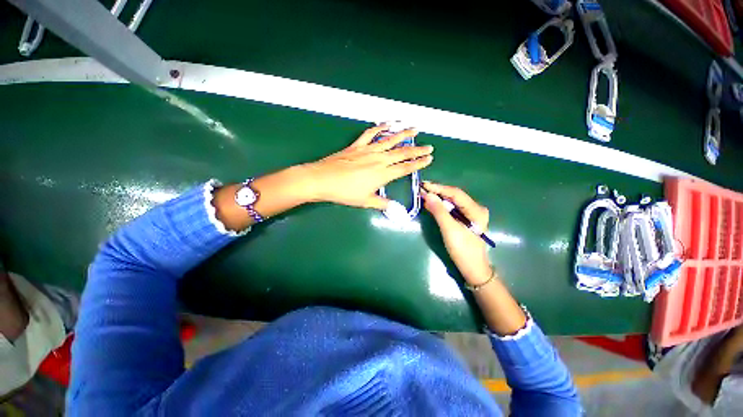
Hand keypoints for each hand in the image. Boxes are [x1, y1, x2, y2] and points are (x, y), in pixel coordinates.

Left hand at [303, 125, 433, 208]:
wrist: (323, 180)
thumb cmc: (345, 193)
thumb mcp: (365, 201)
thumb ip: (382, 204)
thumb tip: (396, 210)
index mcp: (383, 174)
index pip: (405, 168)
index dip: (418, 163)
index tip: (429, 159)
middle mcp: (379, 159)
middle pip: (402, 153)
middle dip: (417, 150)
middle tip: (429, 146)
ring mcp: (368, 150)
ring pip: (390, 140)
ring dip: (403, 134)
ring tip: (414, 129)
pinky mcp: (357, 145)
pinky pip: (370, 134)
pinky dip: (379, 127)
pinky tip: (387, 124)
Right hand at [421, 181, 491, 283]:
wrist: (472, 268)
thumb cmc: (462, 249)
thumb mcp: (449, 229)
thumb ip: (439, 211)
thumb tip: (427, 195)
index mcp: (476, 209)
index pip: (456, 193)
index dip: (439, 188)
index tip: (424, 185)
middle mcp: (475, 208)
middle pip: (454, 196)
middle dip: (438, 192)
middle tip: (422, 189)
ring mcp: (471, 214)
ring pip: (452, 202)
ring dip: (438, 199)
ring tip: (424, 195)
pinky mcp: (465, 219)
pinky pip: (452, 209)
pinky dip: (441, 207)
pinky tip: (432, 204)